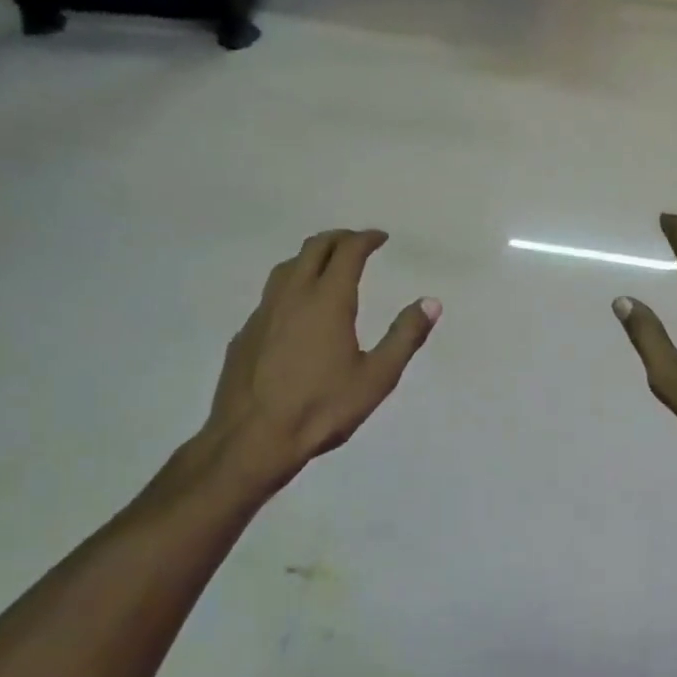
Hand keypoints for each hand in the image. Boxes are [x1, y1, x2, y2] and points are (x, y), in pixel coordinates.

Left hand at [203, 229, 438, 475]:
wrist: (254, 438)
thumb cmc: (323, 408)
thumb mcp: (377, 377)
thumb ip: (405, 336)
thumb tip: (431, 302)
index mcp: (327, 301)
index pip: (348, 253)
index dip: (366, 239)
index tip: (380, 238)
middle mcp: (292, 296)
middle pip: (313, 249)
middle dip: (338, 239)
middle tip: (357, 242)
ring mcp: (263, 313)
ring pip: (286, 268)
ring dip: (310, 257)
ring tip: (326, 266)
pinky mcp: (245, 334)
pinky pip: (271, 296)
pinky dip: (291, 286)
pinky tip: (297, 311)